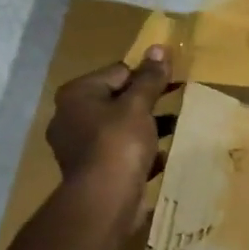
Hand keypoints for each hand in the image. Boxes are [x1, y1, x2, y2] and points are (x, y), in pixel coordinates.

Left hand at [47, 48, 172, 192]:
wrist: (104, 201)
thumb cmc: (118, 143)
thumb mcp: (138, 105)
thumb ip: (149, 78)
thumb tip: (158, 48)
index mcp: (76, 95)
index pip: (117, 72)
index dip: (146, 74)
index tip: (172, 79)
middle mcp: (70, 117)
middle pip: (116, 100)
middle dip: (147, 103)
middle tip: (178, 100)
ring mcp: (79, 147)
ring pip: (119, 129)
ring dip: (146, 128)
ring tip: (175, 127)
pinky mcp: (92, 172)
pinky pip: (120, 154)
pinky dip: (139, 154)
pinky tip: (162, 157)